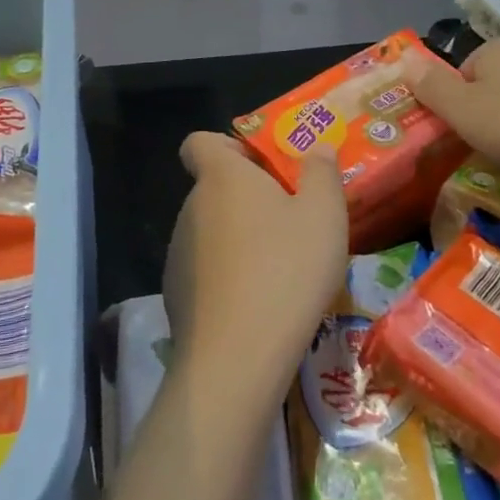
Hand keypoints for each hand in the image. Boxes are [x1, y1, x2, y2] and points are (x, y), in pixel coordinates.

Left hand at [163, 133, 348, 401]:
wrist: (237, 357)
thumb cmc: (286, 270)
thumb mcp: (324, 215)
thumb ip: (322, 173)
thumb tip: (317, 148)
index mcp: (221, 177)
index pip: (199, 142)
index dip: (228, 147)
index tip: (262, 169)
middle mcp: (191, 207)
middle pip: (213, 188)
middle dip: (246, 199)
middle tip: (289, 222)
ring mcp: (178, 252)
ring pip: (210, 231)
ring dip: (238, 239)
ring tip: (279, 270)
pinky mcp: (175, 294)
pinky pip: (204, 271)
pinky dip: (226, 277)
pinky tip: (257, 305)